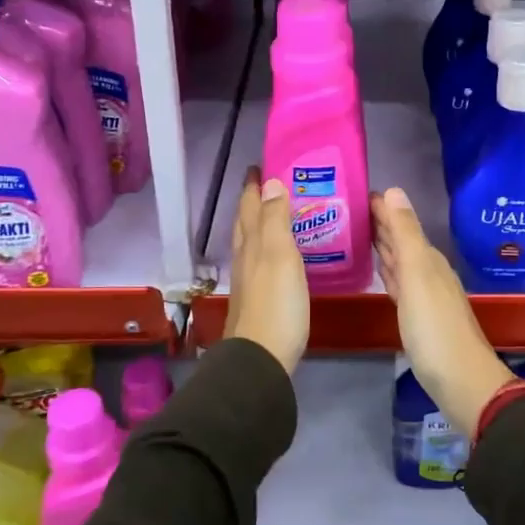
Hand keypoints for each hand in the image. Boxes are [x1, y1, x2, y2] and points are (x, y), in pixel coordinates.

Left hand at [225, 168, 308, 373]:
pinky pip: (260, 262)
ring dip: (258, 223)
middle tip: (267, 184)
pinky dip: (267, 248)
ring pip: (250, 242)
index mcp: (251, 243)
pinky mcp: (258, 300)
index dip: (253, 186)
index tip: (259, 166)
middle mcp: (245, 258)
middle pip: (245, 222)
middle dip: (253, 201)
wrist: (261, 359)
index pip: (250, 206)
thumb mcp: (279, 255)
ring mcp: (249, 281)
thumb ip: (276, 219)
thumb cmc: (276, 304)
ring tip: (275, 213)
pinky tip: (278, 256)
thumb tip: (271, 182)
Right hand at [370, 188, 512, 434]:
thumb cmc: (435, 327)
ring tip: (357, 233)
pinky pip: (398, 283)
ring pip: (399, 261)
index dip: (382, 208)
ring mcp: (423, 295)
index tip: (356, 193)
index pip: (401, 223)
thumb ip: (405, 234)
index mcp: (427, 259)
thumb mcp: (417, 275)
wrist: (461, 381)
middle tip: (349, 209)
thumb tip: (394, 190)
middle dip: (379, 223)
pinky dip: (387, 271)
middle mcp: (427, 272)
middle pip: (401, 240)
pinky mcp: (416, 317)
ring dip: (382, 246)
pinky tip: (379, 271)